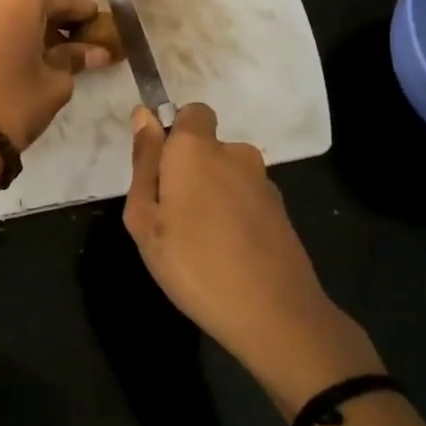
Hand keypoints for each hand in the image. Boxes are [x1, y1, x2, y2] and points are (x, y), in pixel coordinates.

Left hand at [0, 0, 112, 149]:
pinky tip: (17, 53)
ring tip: (45, 51)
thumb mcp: (55, 82)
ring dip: (26, 24)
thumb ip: (75, 58)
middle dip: (53, 17)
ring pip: (6, 8)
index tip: (98, 27)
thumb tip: (97, 52)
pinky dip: (4, 31)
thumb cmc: (14, 102)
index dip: (83, 13)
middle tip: (73, 40)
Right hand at [123, 103, 383, 410]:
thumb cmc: (192, 262)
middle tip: (170, 219)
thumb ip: (144, 162)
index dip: (174, 135)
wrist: (272, 313)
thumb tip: (143, 115)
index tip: (159, 173)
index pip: (191, 112)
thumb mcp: (145, 217)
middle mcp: (235, 154)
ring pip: (227, 176)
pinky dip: (234, 217)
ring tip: (198, 244)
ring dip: (211, 196)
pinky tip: (227, 255)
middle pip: (207, 148)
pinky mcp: (281, 211)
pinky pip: (245, 200)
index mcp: (197, 148)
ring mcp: (263, 183)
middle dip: (188, 172)